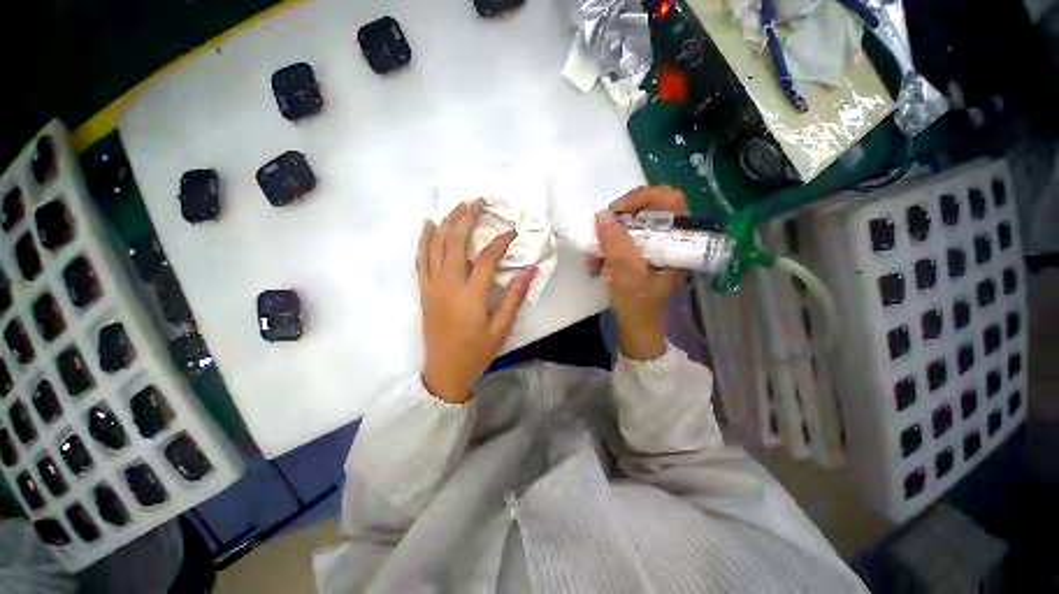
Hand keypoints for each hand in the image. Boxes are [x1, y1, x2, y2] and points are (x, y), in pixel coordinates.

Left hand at [417, 202, 536, 403]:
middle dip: (467, 218)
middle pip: (455, 242)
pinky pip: (420, 259)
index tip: (512, 232)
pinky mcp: (424, 290)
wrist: (445, 370)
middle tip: (477, 201)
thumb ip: (515, 296)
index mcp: (471, 294)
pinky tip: (429, 225)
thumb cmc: (477, 351)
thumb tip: (530, 270)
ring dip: (446, 223)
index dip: (501, 241)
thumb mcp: (502, 327)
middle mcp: (448, 284)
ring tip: (457, 206)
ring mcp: (432, 285)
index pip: (487, 257)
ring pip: (435, 246)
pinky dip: (424, 239)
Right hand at [588, 186, 688, 360]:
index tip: (616, 212)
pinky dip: (610, 245)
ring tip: (595, 251)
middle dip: (621, 217)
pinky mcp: (644, 254)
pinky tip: (597, 260)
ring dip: (611, 234)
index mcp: (678, 242)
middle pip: (650, 208)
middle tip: (603, 228)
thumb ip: (616, 243)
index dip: (643, 197)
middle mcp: (671, 239)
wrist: (636, 326)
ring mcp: (657, 246)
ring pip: (635, 223)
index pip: (670, 200)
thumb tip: (603, 216)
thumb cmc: (637, 303)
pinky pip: (627, 238)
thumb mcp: (625, 273)